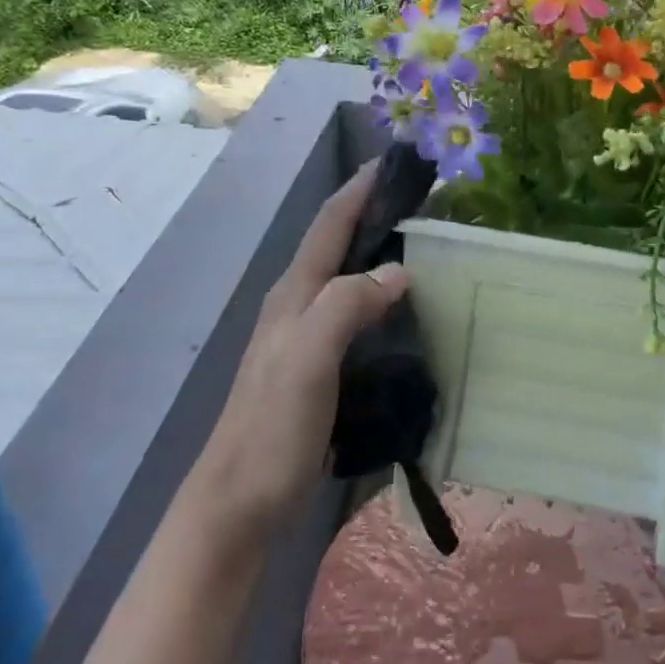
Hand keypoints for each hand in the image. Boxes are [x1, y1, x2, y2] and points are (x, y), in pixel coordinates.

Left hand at [201, 161, 408, 525]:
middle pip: (338, 244)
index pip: (329, 225)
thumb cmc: (272, 426)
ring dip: (379, 252)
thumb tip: (399, 271)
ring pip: (347, 278)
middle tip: (424, 201)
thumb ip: (347, 304)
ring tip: (425, 244)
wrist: (240, 502)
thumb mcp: (308, 357)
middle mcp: (297, 305)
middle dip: (374, 213)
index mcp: (294, 293)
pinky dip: (381, 295)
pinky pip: (355, 313)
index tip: (394, 160)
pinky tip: (406, 308)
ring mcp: (305, 338)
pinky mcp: (318, 367)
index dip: (358, 189)